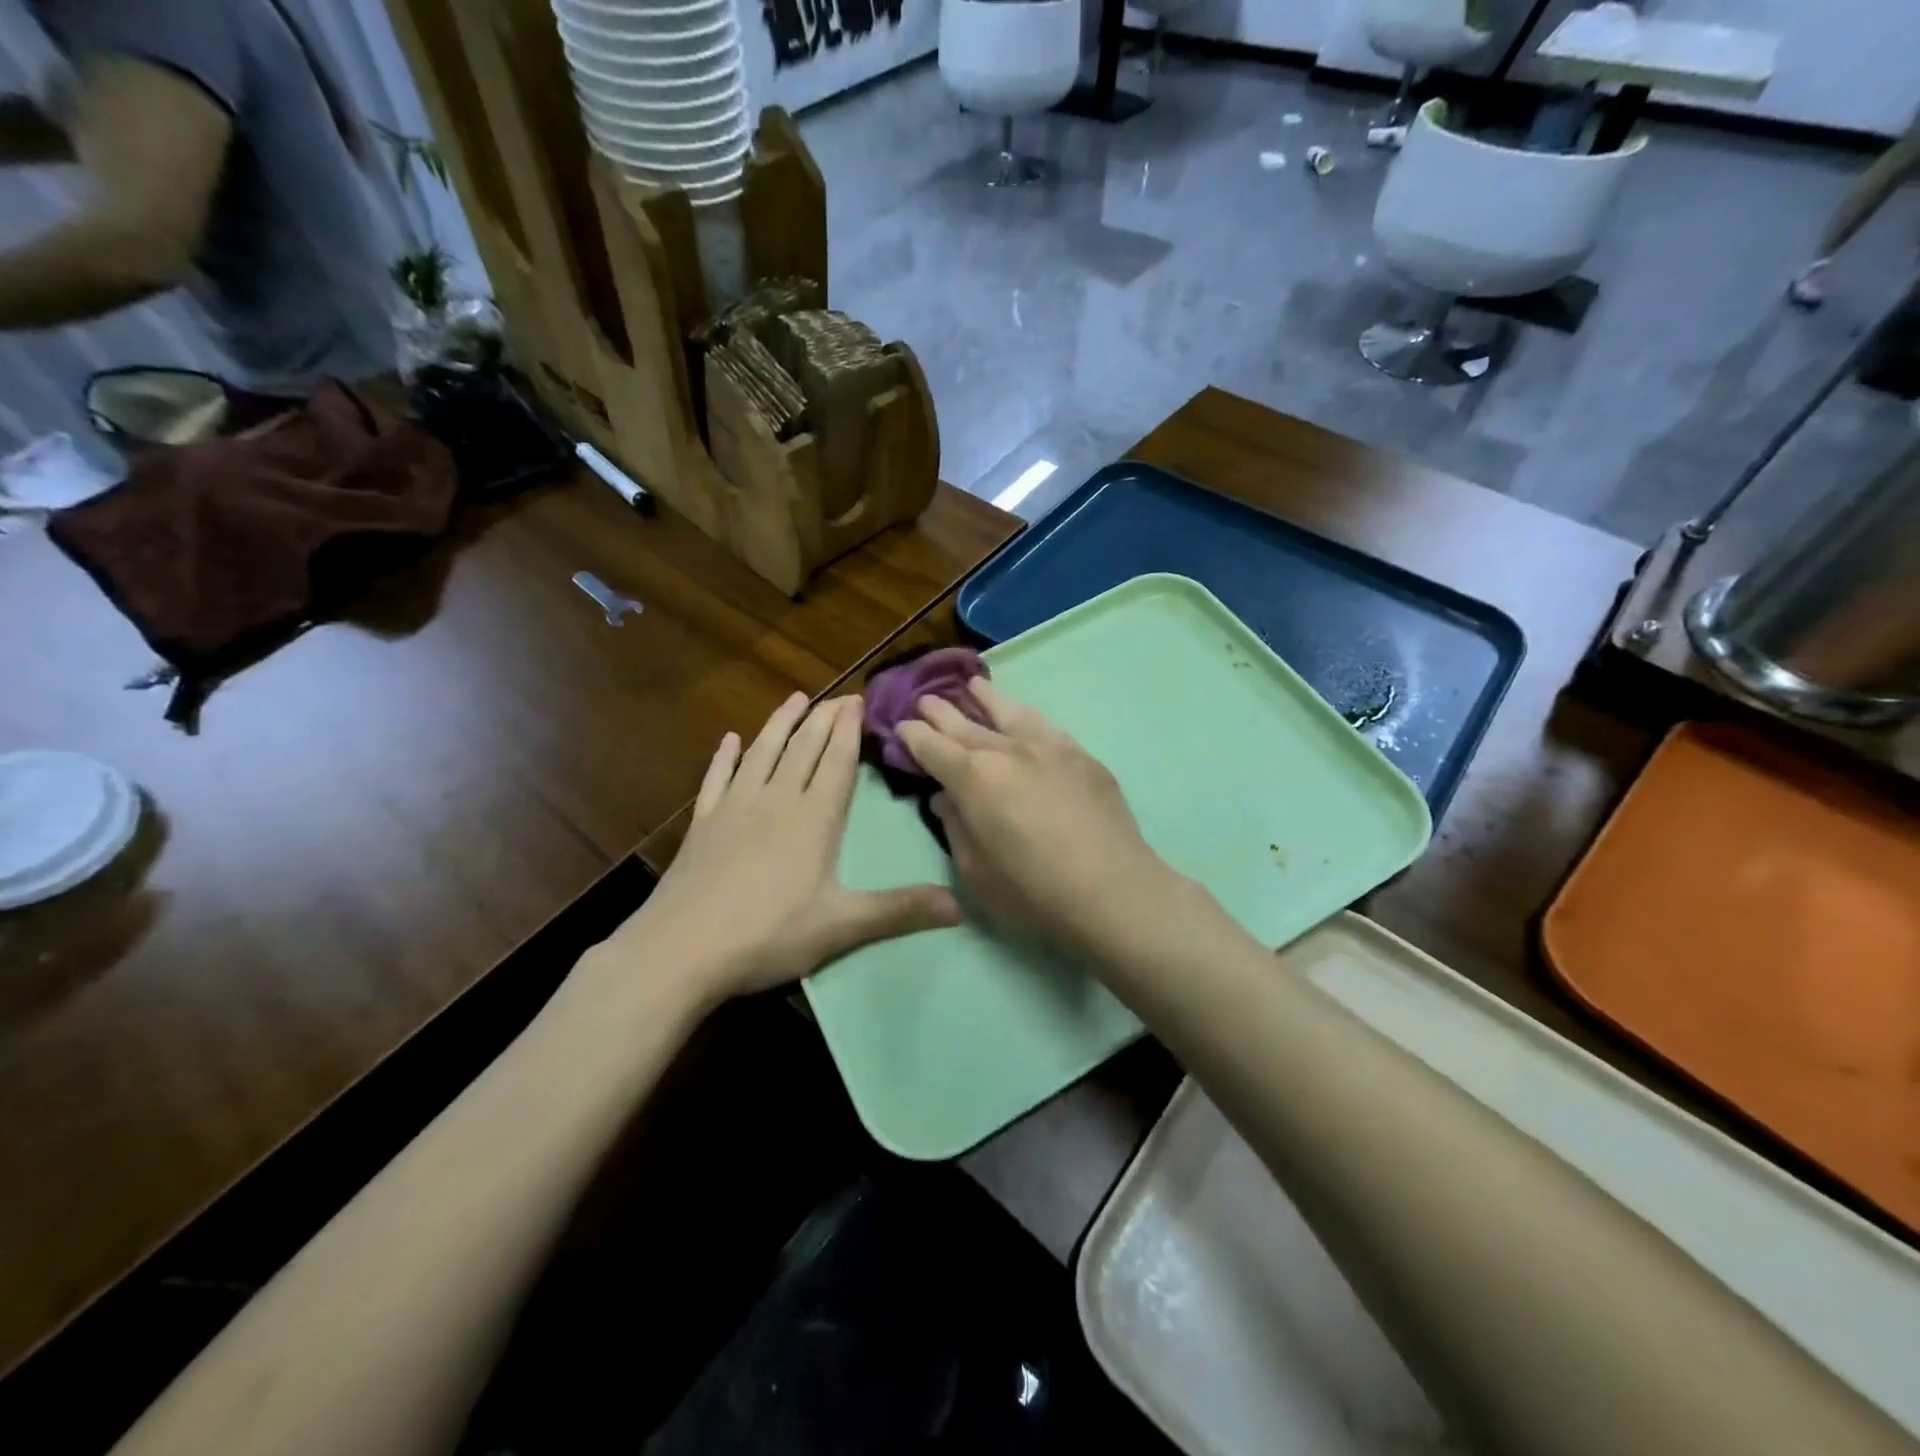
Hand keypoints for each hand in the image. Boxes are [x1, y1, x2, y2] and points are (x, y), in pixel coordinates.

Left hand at [602, 693, 961, 1006]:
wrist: (681, 949)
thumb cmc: (769, 934)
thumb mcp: (843, 926)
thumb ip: (900, 910)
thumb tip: (961, 907)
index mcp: (813, 818)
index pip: (836, 761)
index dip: (849, 730)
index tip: (859, 700)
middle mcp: (776, 800)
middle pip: (803, 748)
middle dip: (823, 718)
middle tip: (839, 695)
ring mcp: (735, 808)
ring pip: (762, 752)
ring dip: (780, 723)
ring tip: (795, 698)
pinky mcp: (703, 824)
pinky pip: (717, 779)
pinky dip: (725, 757)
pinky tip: (729, 740)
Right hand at [897, 680, 1188, 963]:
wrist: (1113, 891)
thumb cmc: (1034, 894)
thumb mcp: (976, 872)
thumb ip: (956, 827)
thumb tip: (946, 797)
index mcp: (974, 778)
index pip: (933, 748)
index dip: (913, 736)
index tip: (902, 726)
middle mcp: (1008, 750)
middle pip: (966, 724)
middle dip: (941, 711)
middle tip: (925, 699)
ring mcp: (1048, 747)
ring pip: (1009, 711)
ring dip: (985, 697)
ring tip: (972, 686)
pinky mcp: (1081, 755)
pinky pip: (1043, 724)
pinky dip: (1024, 714)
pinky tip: (1021, 715)